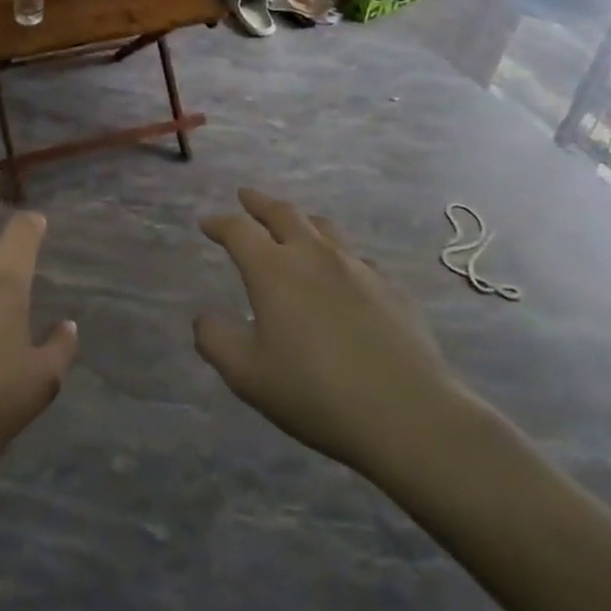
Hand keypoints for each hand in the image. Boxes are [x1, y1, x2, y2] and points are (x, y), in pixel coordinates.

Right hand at [194, 189, 467, 477]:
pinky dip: (336, 256)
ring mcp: (358, 269)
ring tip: (292, 225)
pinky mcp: (391, 288)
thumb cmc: (314, 393)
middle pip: (284, 214)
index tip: (207, 223)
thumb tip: (203, 317)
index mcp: (274, 271)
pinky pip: (356, 258)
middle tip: (246, 197)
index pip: (240, 231)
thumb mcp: (247, 375)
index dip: (220, 223)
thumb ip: (216, 340)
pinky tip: (340, 275)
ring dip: (301, 221)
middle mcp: (315, 257)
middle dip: (260, 203)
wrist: (407, 413)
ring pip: (324, 228)